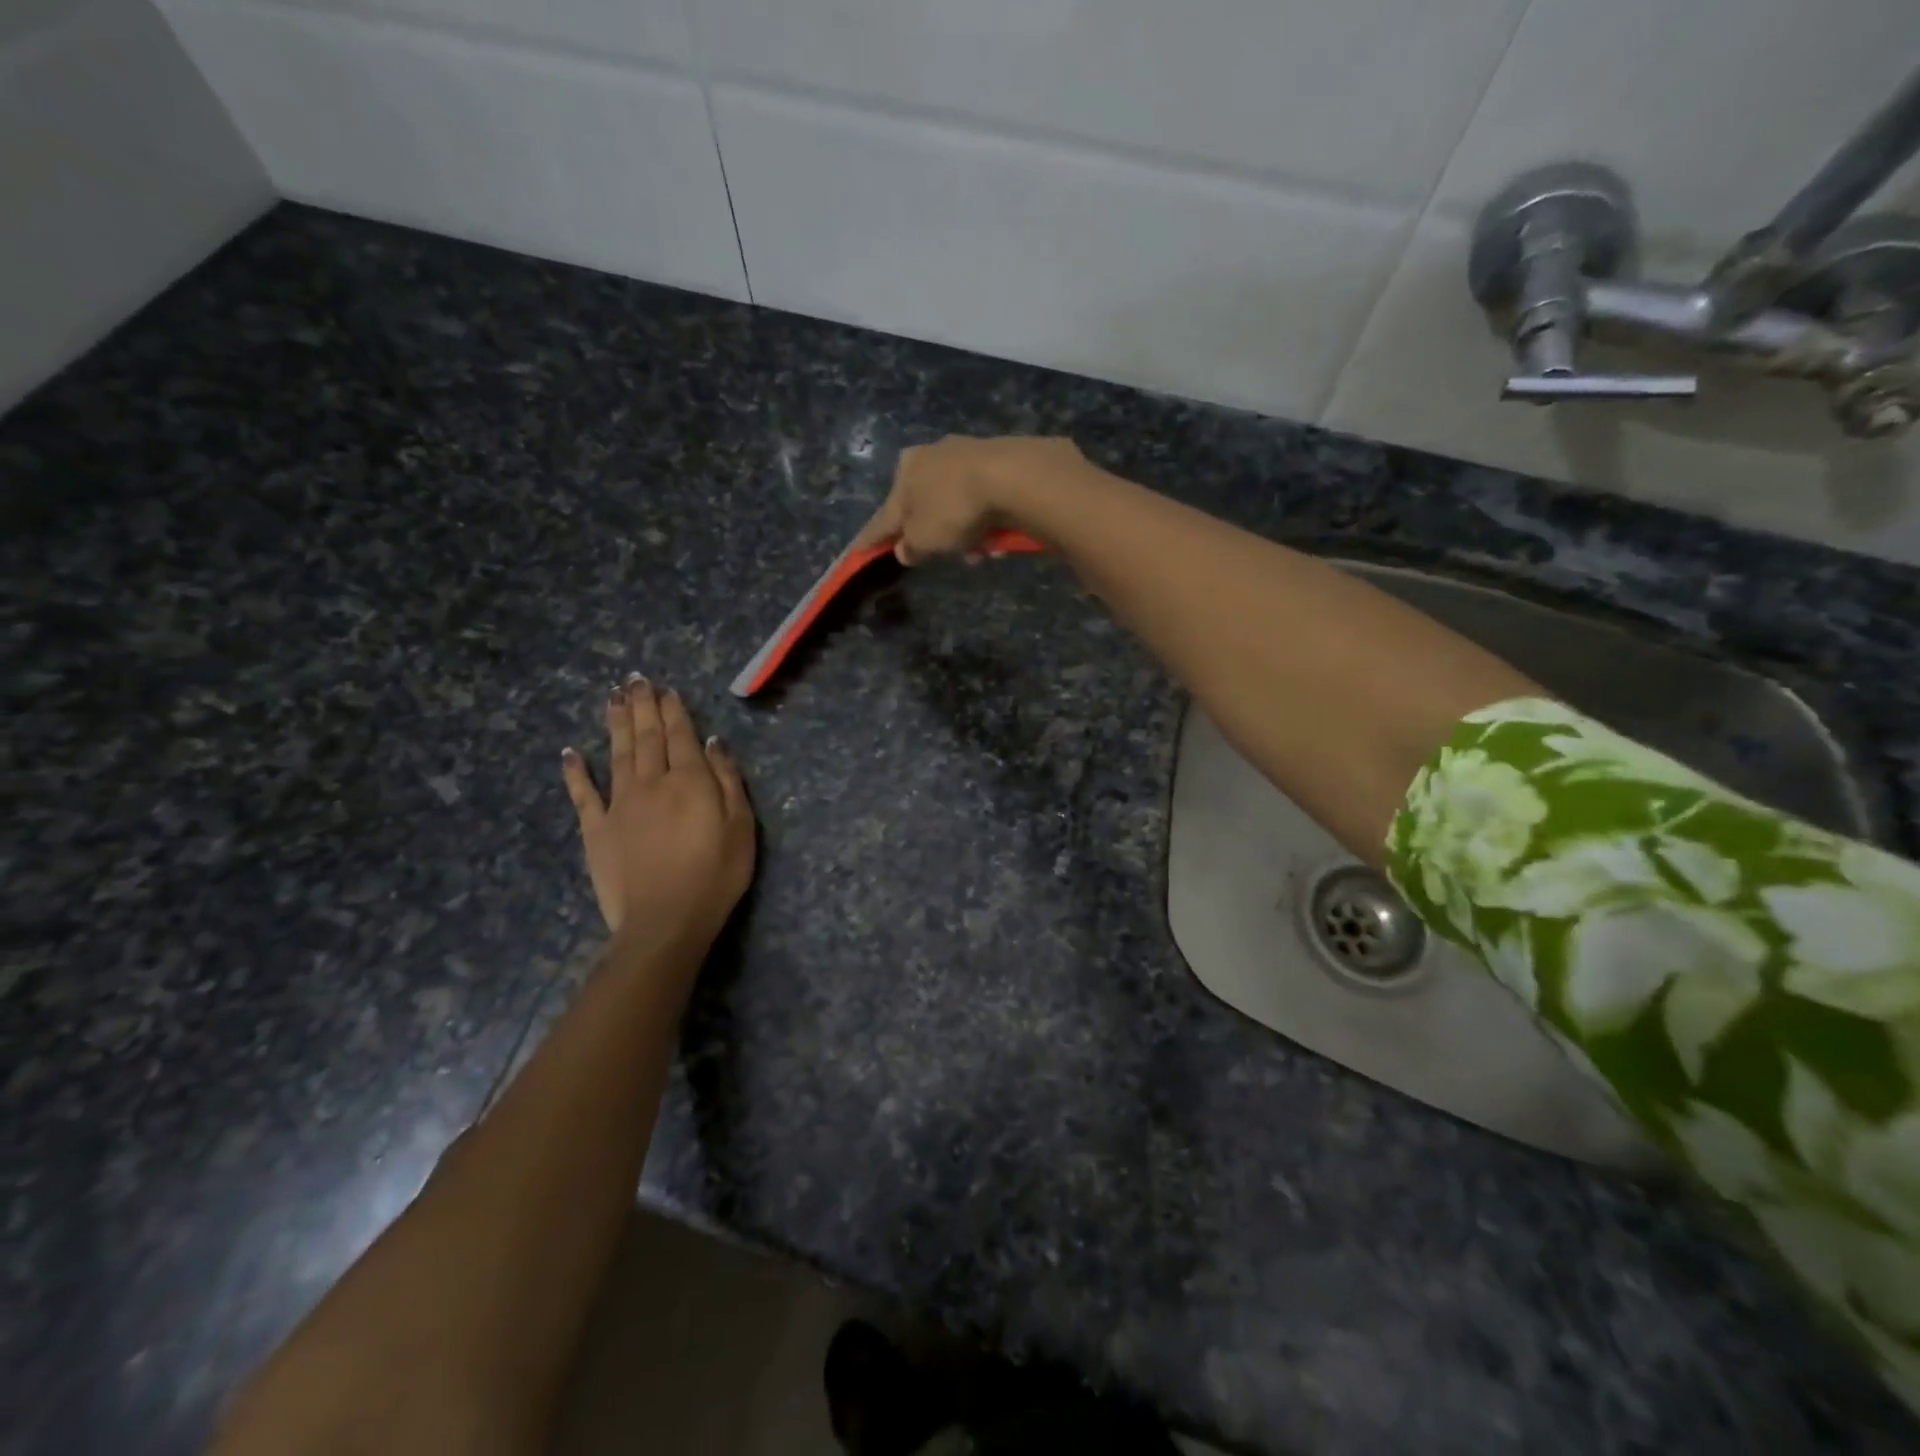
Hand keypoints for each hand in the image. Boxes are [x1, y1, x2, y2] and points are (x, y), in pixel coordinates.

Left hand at [560, 676, 754, 951]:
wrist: (665, 921)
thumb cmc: (715, 875)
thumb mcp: (740, 827)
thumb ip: (727, 780)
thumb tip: (713, 742)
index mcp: (690, 781)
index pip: (681, 736)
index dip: (673, 710)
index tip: (666, 689)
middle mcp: (652, 782)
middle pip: (647, 737)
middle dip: (642, 706)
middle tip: (635, 680)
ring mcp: (620, 804)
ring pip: (617, 754)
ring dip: (615, 723)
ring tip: (612, 697)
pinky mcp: (596, 829)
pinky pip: (583, 793)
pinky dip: (576, 771)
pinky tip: (570, 752)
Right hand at [856, 435, 1086, 564]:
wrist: (1012, 477)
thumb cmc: (954, 509)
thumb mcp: (925, 539)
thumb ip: (911, 547)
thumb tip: (905, 550)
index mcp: (905, 470)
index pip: (884, 514)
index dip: (873, 537)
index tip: (859, 550)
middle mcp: (932, 455)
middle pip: (926, 507)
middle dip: (937, 536)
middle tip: (948, 556)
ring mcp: (967, 454)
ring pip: (958, 505)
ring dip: (966, 534)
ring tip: (982, 552)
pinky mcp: (1000, 460)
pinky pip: (985, 500)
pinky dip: (986, 521)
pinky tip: (999, 538)